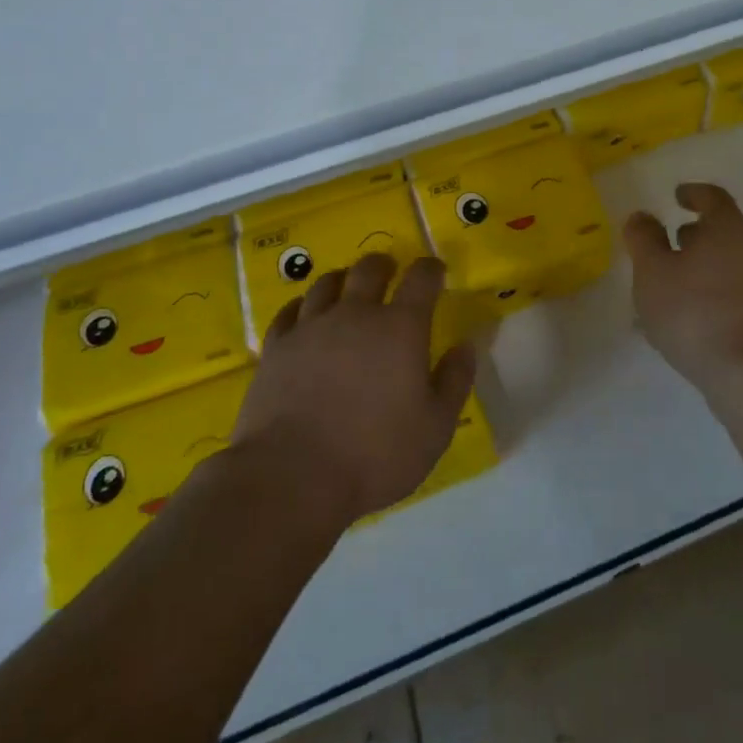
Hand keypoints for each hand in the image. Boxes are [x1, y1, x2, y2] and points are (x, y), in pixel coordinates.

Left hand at [231, 254, 475, 525]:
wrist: (292, 477)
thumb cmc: (376, 454)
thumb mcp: (435, 427)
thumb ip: (454, 380)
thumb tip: (465, 345)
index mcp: (401, 328)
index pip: (421, 278)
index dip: (430, 269)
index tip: (435, 271)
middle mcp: (356, 314)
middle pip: (369, 269)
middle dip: (384, 265)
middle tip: (389, 270)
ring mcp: (311, 328)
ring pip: (326, 283)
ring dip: (343, 279)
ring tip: (346, 286)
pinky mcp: (276, 348)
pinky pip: (289, 311)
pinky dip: (302, 306)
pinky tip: (304, 314)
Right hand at [623, 183, 742, 401]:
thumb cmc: (695, 313)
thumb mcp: (652, 272)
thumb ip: (644, 239)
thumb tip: (643, 216)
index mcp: (730, 229)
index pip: (714, 197)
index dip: (693, 193)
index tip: (676, 196)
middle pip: (725, 230)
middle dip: (694, 235)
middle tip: (667, 245)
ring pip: (730, 263)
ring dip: (702, 267)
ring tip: (671, 288)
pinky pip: (737, 291)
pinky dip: (713, 292)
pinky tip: (690, 318)